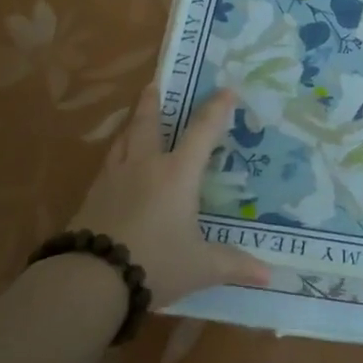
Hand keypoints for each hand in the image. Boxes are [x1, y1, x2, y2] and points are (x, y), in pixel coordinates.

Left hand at [67, 81, 268, 308]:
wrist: (92, 278)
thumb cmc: (156, 263)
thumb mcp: (201, 267)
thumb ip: (234, 264)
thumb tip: (270, 276)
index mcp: (177, 174)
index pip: (202, 132)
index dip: (215, 110)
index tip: (226, 90)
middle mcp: (145, 166)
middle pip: (149, 123)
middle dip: (154, 102)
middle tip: (154, 84)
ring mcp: (114, 178)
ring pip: (123, 139)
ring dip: (132, 124)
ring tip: (135, 118)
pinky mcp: (92, 195)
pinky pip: (107, 164)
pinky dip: (116, 153)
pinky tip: (115, 163)